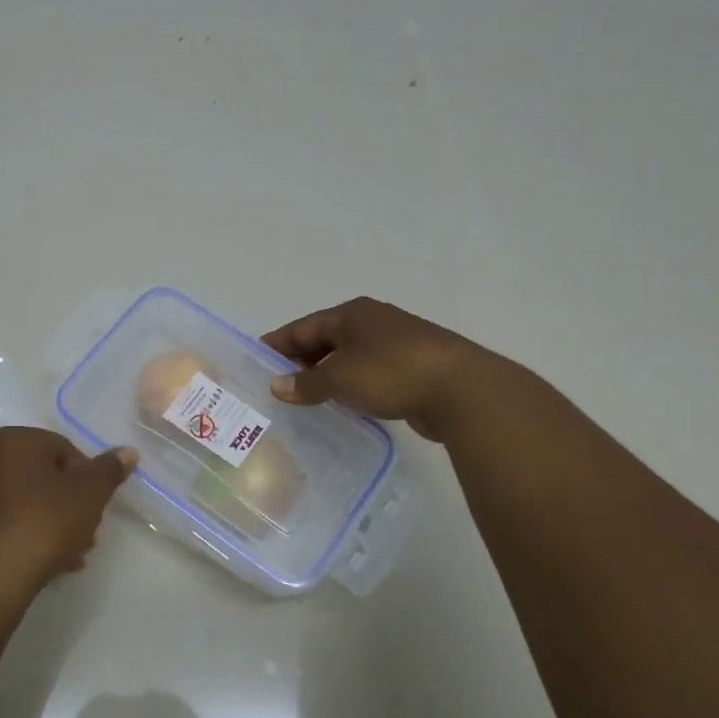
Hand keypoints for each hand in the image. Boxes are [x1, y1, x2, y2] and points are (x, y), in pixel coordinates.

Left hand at [0, 427, 136, 594]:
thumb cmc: (43, 523)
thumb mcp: (89, 494)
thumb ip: (109, 470)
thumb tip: (128, 452)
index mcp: (14, 439)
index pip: (64, 449)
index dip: (88, 478)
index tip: (97, 508)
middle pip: (43, 475)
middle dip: (70, 503)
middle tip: (88, 533)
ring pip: (26, 500)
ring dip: (53, 522)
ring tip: (73, 555)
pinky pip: (7, 519)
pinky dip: (28, 533)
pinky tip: (49, 563)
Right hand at [260, 297, 507, 441]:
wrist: (461, 389)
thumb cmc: (390, 372)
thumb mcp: (339, 378)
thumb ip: (306, 383)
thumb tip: (277, 385)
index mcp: (351, 314)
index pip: (303, 327)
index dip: (278, 343)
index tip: (256, 360)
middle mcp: (372, 321)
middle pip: (326, 339)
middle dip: (301, 360)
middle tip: (279, 384)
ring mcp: (396, 343)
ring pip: (349, 357)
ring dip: (328, 374)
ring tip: (307, 397)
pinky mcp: (414, 366)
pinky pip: (370, 373)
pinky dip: (352, 385)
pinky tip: (345, 403)